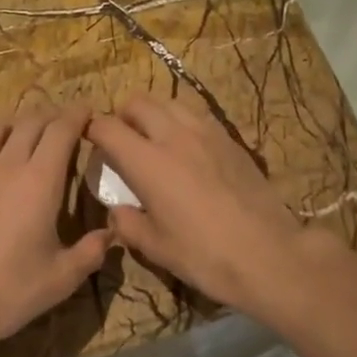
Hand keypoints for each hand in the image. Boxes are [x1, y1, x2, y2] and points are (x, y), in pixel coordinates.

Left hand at [0, 106, 110, 356]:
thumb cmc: (13, 289)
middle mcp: (8, 166)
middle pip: (30, 123)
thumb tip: (111, 233)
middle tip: (62, 123)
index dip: (76, 115)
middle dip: (49, 116)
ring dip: (12, 124)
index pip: (61, 131)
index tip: (87, 112)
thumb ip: (92, 250)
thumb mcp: (64, 276)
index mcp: (41, 181)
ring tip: (21, 131)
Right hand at [88, 95, 327, 315]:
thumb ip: (127, 223)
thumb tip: (117, 210)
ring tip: (154, 138)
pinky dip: (182, 122)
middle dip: (122, 115)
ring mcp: (206, 133)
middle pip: (138, 102)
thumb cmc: (204, 255)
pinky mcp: (230, 139)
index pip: (108, 127)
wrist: (267, 253)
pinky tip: (187, 148)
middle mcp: (174, 136)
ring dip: (154, 113)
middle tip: (122, 140)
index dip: (92, 130)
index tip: (89, 141)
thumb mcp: (155, 247)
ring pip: (170, 102)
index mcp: (147, 162)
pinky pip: (197, 115)